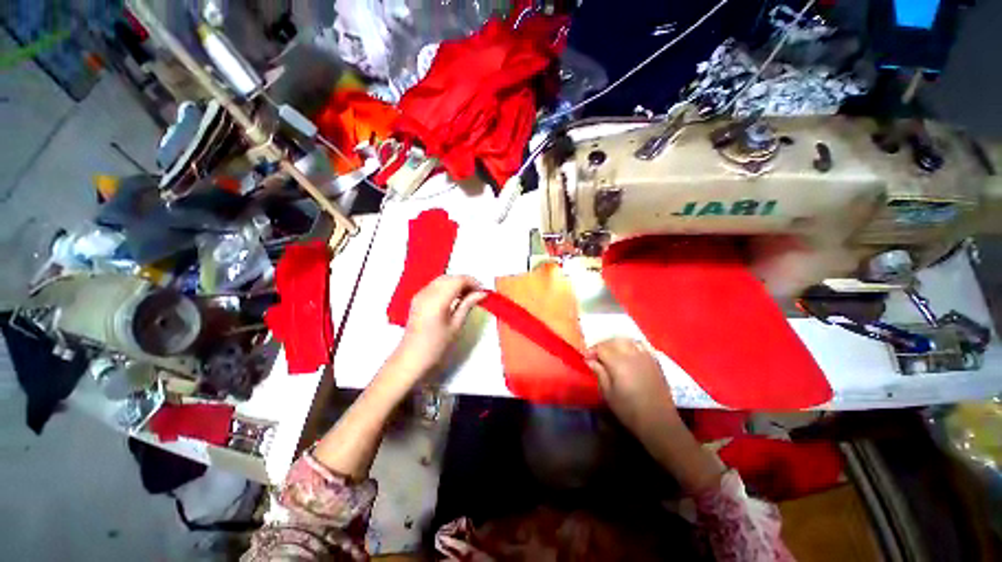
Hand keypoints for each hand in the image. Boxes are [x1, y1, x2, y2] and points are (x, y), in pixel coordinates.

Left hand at [391, 275, 485, 382]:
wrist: (411, 358)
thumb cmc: (436, 345)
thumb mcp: (456, 325)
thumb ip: (468, 305)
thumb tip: (482, 293)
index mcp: (437, 300)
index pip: (458, 280)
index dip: (473, 282)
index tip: (483, 291)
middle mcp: (427, 292)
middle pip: (450, 277)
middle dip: (465, 281)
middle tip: (477, 293)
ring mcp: (420, 294)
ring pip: (442, 279)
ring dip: (456, 283)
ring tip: (468, 295)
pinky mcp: (417, 298)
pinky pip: (435, 285)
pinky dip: (446, 286)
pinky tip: (454, 297)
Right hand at [586, 338, 679, 437]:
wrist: (659, 421)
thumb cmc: (629, 410)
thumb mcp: (608, 394)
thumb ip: (599, 373)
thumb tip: (589, 360)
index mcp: (618, 362)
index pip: (601, 348)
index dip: (592, 351)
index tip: (586, 358)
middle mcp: (632, 354)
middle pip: (614, 341)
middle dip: (603, 345)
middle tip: (597, 355)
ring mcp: (645, 356)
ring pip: (628, 341)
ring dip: (617, 344)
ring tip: (612, 353)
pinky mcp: (655, 361)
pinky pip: (641, 346)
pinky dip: (632, 345)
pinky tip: (629, 354)